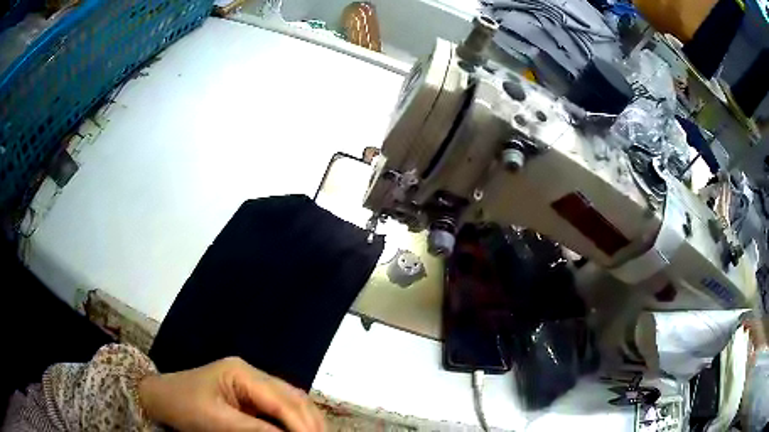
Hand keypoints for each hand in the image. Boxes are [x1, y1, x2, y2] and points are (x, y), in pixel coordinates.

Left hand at [138, 357, 325, 431]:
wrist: (159, 398)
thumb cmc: (183, 406)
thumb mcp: (215, 420)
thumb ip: (254, 430)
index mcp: (241, 373)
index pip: (281, 400)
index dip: (301, 424)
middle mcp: (252, 374)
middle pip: (293, 397)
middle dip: (310, 422)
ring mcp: (251, 382)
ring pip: (291, 400)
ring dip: (306, 420)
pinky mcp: (249, 394)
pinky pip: (280, 406)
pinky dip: (293, 420)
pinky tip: (299, 431)